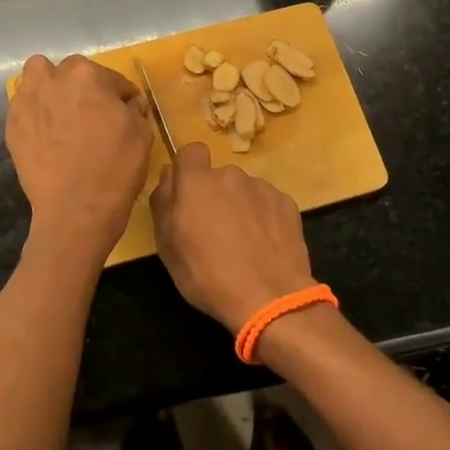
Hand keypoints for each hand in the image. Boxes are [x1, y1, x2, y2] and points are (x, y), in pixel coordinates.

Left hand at [7, 55, 152, 251]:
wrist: (76, 209)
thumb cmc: (115, 167)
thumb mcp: (142, 133)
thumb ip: (134, 109)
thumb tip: (129, 103)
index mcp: (87, 75)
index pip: (111, 78)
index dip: (121, 96)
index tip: (125, 111)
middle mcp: (52, 80)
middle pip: (70, 72)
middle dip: (83, 87)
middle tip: (92, 113)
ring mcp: (27, 102)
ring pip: (37, 78)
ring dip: (50, 87)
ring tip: (61, 113)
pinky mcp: (12, 126)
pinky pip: (24, 107)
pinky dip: (35, 113)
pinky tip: (47, 134)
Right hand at [149, 143, 314, 332]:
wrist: (269, 297)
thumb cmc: (207, 274)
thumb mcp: (167, 246)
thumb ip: (163, 203)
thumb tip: (168, 177)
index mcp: (196, 182)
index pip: (191, 151)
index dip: (189, 169)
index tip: (189, 195)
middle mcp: (230, 175)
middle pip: (218, 177)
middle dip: (215, 196)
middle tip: (215, 231)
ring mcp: (261, 187)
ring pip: (244, 190)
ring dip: (240, 207)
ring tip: (244, 244)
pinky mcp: (286, 203)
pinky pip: (267, 203)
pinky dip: (264, 218)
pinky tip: (265, 246)